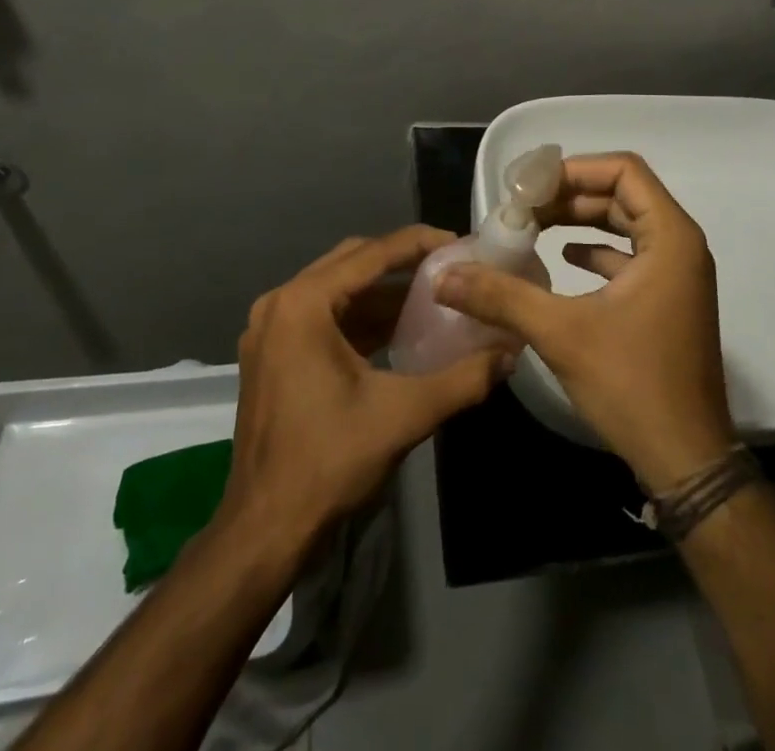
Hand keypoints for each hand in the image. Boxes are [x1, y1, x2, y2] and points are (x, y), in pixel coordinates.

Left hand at [221, 226, 512, 546]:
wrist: (264, 531)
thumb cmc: (329, 462)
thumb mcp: (404, 415)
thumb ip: (463, 378)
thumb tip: (510, 353)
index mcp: (303, 305)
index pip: (371, 254)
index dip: (419, 244)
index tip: (460, 243)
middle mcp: (280, 304)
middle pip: (352, 262)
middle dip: (402, 262)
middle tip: (449, 266)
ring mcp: (271, 330)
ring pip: (337, 289)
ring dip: (382, 291)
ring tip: (432, 295)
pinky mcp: (271, 354)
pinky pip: (323, 316)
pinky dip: (361, 317)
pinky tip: (399, 329)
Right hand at [435, 153, 735, 492]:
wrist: (685, 459)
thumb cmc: (632, 384)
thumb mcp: (561, 333)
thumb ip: (502, 297)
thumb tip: (444, 276)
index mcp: (670, 238)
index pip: (624, 171)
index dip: (575, 170)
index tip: (531, 186)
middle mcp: (681, 246)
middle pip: (623, 194)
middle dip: (571, 195)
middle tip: (523, 207)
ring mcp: (678, 275)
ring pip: (627, 225)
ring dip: (581, 221)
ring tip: (533, 227)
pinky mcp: (668, 300)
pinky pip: (631, 256)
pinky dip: (597, 251)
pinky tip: (562, 260)